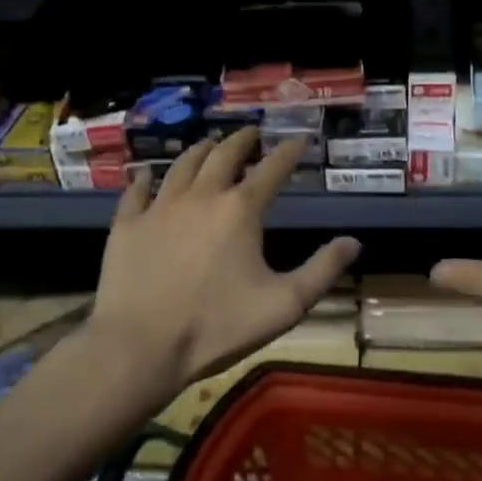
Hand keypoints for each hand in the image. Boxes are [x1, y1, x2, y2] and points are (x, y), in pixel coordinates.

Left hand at [87, 129, 360, 401]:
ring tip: (209, 144)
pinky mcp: (127, 225)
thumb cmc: (217, 326)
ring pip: (182, 165)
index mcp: (240, 210)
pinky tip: (146, 175)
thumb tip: (354, 242)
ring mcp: (160, 207)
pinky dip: (144, 179)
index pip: (272, 169)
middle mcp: (201, 196)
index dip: (289, 151)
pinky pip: (136, 192)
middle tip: (251, 134)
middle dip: (242, 140)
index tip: (299, 139)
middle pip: (224, 155)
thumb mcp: (284, 305)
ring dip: (200, 151)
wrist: (140, 346)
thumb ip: (322, 271)